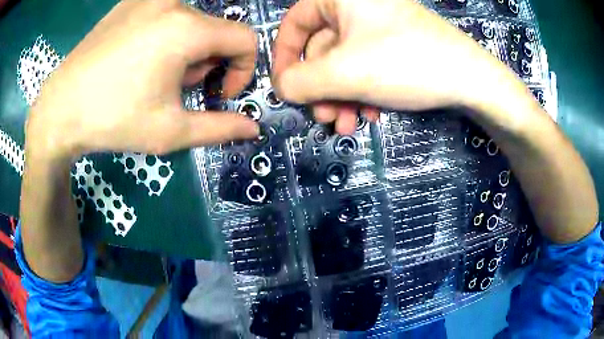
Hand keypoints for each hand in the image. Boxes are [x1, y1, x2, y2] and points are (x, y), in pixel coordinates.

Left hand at [26, 0, 258, 159]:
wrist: (60, 109)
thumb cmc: (113, 121)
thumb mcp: (170, 131)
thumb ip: (219, 128)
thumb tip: (253, 128)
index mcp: (187, 29)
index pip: (245, 39)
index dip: (243, 70)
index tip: (220, 94)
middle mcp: (173, 3)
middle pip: (215, 31)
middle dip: (206, 64)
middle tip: (176, 91)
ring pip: (191, 22)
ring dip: (186, 51)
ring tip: (154, 76)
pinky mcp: (130, 2)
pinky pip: (166, 14)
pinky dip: (166, 36)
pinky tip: (139, 58)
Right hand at [272, 0, 502, 133]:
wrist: (470, 79)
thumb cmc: (407, 62)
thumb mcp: (346, 72)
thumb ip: (301, 81)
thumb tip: (280, 87)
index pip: (294, 24)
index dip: (284, 57)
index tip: (285, 88)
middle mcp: (356, 7)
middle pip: (321, 49)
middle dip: (321, 88)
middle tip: (325, 118)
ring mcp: (377, 26)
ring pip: (343, 63)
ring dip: (341, 96)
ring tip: (348, 124)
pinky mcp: (393, 44)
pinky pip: (364, 66)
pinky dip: (362, 91)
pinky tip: (371, 113)